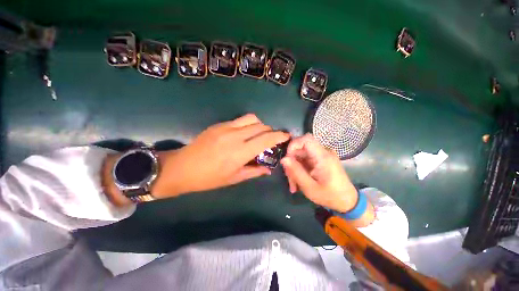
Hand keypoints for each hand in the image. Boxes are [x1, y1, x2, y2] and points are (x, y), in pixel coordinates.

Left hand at [151, 114, 289, 197]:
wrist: (182, 168)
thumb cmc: (209, 178)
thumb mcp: (234, 178)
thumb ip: (254, 171)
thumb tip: (268, 169)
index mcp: (240, 152)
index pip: (266, 139)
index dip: (279, 136)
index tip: (286, 136)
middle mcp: (235, 136)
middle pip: (261, 126)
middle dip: (270, 131)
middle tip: (270, 140)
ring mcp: (225, 128)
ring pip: (251, 118)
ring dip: (259, 125)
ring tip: (258, 135)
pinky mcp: (218, 125)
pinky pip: (239, 120)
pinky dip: (247, 125)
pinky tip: (243, 134)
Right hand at [280, 133, 358, 212]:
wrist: (347, 201)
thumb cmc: (330, 196)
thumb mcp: (309, 187)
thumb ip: (296, 172)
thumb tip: (283, 159)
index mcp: (323, 157)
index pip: (306, 139)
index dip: (293, 145)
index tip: (287, 159)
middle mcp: (324, 152)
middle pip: (301, 149)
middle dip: (292, 162)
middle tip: (290, 179)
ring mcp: (322, 156)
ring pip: (301, 155)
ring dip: (295, 167)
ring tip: (294, 184)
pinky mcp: (321, 160)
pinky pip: (305, 160)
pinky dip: (300, 169)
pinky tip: (299, 181)